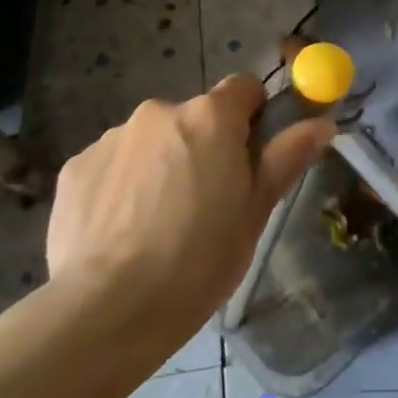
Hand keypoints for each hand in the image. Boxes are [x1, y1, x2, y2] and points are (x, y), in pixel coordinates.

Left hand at [44, 76, 333, 343]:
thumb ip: (287, 157)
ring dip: (161, 166)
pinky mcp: (75, 166)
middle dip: (203, 147)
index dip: (253, 117)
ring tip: (156, 227)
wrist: (107, 309)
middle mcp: (159, 110)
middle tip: (206, 204)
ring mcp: (112, 137)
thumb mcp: (256, 211)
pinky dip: (122, 187)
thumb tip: (322, 122)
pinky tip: (120, 234)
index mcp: (210, 116)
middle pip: (194, 118)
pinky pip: (113, 165)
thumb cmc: (199, 259)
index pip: (244, 88)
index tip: (250, 157)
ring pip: (152, 142)